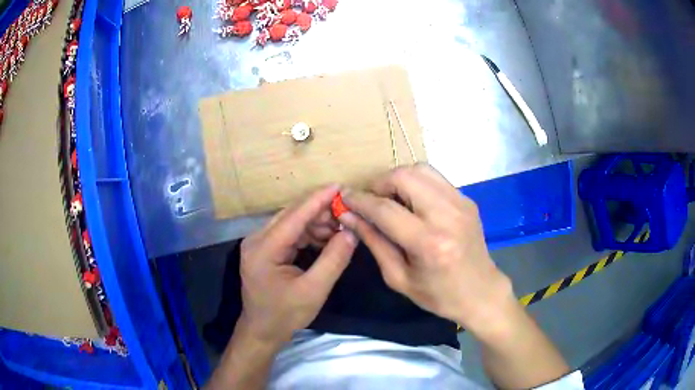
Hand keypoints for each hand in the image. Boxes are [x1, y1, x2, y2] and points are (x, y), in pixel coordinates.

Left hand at [240, 185, 357, 345]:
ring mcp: (259, 243)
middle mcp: (257, 239)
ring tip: (340, 228)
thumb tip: (351, 231)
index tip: (339, 185)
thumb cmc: (285, 315)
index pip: (294, 216)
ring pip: (292, 222)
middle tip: (347, 212)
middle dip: (320, 211)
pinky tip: (327, 238)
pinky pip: (290, 234)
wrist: (262, 331)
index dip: (318, 199)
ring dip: (316, 223)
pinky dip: (309, 234)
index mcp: (263, 248)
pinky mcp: (265, 249)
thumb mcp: (314, 290)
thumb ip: (333, 260)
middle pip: (292, 215)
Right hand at [339, 164, 513, 335]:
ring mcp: (461, 203)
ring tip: (390, 199)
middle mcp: (447, 215)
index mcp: (429, 243)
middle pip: (405, 176)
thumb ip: (373, 241)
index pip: (385, 209)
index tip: (344, 198)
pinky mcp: (467, 199)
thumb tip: (349, 215)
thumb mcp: (398, 277)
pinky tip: (412, 202)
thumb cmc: (438, 295)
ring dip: (398, 179)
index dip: (360, 201)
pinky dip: (416, 183)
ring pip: (421, 169)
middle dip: (379, 183)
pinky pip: (434, 178)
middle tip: (371, 201)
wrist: (481, 292)